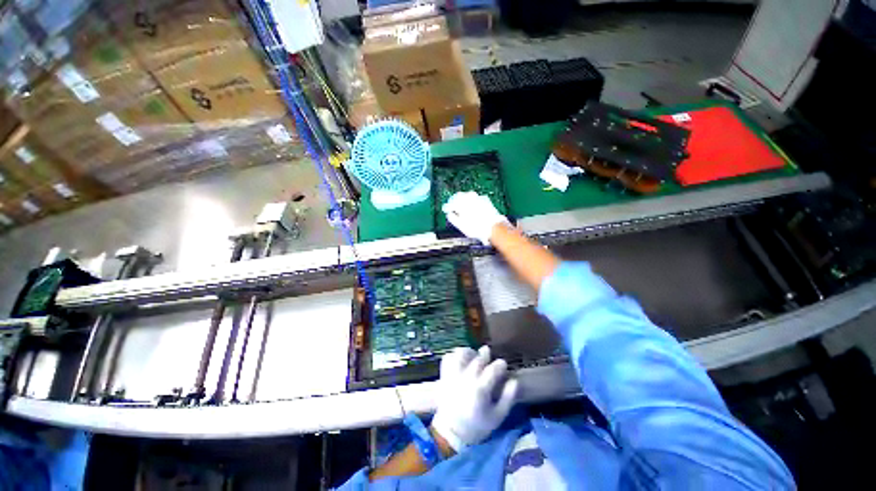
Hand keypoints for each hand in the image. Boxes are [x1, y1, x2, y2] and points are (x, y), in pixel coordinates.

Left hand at [431, 346, 519, 451]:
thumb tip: (514, 381)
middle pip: (478, 359)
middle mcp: (466, 379)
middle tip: (489, 358)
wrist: (452, 432)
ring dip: (469, 352)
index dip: (500, 364)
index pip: (493, 369)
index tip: (503, 364)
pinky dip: (454, 355)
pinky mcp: (444, 375)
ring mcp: (453, 375)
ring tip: (473, 357)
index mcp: (480, 390)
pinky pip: (448, 357)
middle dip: (486, 355)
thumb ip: (508, 398)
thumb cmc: (477, 426)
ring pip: (461, 353)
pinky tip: (461, 361)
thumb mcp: (497, 417)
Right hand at [442, 192, 508, 244]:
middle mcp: (470, 198)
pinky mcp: (485, 200)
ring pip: (468, 196)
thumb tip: (449, 214)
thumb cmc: (477, 228)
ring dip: (464, 200)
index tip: (446, 209)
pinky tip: (472, 207)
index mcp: (462, 203)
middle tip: (453, 207)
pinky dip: (472, 201)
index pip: (451, 202)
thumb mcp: (461, 226)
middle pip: (459, 196)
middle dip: (455, 201)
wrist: (493, 228)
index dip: (448, 206)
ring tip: (462, 207)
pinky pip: (476, 198)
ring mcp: (478, 198)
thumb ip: (453, 218)